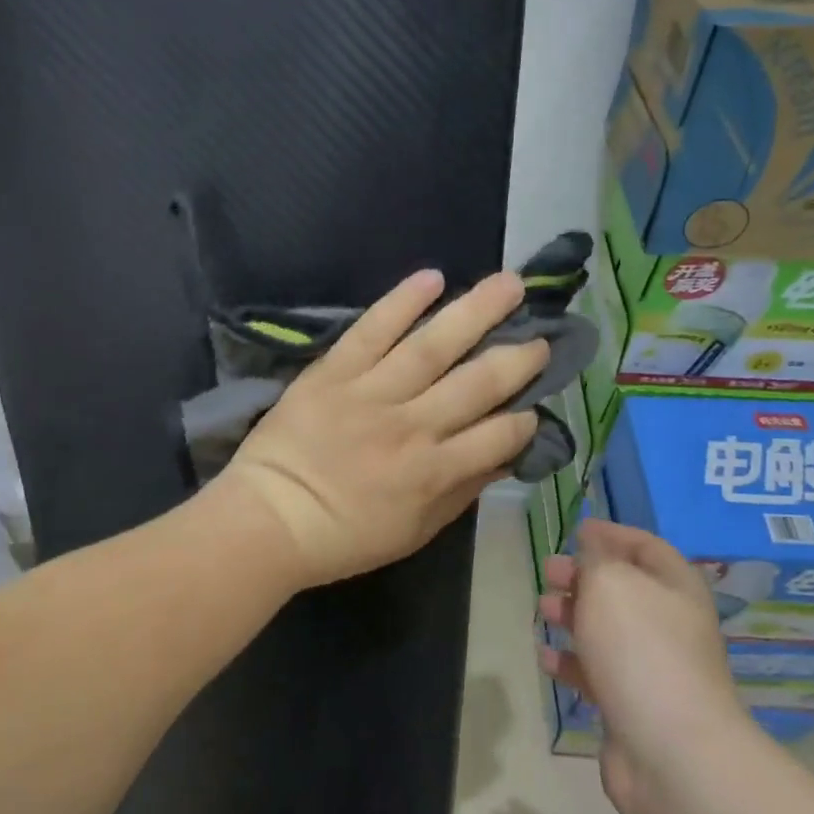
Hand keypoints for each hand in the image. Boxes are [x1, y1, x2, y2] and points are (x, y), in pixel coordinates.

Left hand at [214, 268, 547, 590]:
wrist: (270, 519)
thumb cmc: (344, 536)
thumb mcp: (415, 532)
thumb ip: (461, 493)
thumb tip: (502, 458)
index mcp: (434, 471)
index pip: (498, 435)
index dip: (524, 419)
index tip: (534, 404)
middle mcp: (413, 426)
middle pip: (478, 383)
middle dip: (516, 358)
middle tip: (542, 335)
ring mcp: (372, 393)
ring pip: (433, 346)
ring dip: (476, 312)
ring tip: (510, 284)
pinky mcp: (335, 372)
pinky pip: (372, 331)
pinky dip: (401, 302)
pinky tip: (432, 277)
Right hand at [539, 520, 754, 813]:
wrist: (671, 752)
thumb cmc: (640, 649)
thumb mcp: (610, 582)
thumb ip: (596, 558)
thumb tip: (592, 544)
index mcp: (675, 587)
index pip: (645, 546)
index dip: (611, 534)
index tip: (576, 530)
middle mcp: (669, 623)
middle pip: (622, 587)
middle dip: (583, 576)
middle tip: (549, 572)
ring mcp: (653, 667)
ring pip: (606, 629)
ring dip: (572, 616)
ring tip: (542, 612)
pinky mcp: (632, 706)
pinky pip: (596, 672)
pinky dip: (570, 661)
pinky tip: (546, 658)